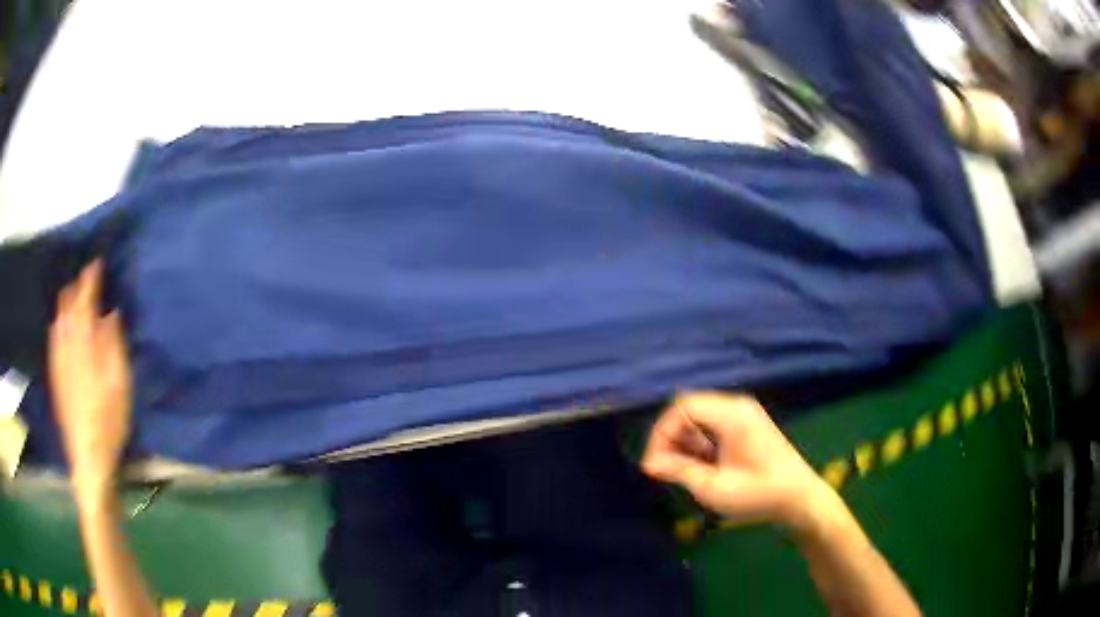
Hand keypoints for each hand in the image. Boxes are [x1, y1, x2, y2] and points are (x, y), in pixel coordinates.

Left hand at [48, 260, 132, 501]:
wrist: (87, 456)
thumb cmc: (109, 420)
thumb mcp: (120, 383)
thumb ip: (114, 344)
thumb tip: (111, 313)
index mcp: (84, 343)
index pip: (85, 299)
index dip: (91, 279)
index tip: (97, 262)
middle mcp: (67, 344)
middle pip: (67, 305)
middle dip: (76, 287)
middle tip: (87, 279)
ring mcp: (58, 359)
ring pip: (58, 318)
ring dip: (66, 303)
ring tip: (74, 296)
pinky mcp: (55, 373)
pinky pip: (53, 336)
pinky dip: (58, 322)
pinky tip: (61, 325)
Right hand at [641, 392, 836, 529]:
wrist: (800, 499)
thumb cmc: (758, 494)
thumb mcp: (713, 488)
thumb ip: (679, 471)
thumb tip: (650, 464)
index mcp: (731, 415)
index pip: (682, 407)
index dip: (661, 433)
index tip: (653, 464)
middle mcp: (738, 406)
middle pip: (690, 408)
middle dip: (672, 438)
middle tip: (666, 469)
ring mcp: (745, 414)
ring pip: (701, 417)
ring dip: (686, 442)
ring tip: (686, 472)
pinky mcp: (749, 425)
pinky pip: (714, 424)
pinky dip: (702, 443)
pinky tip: (705, 467)